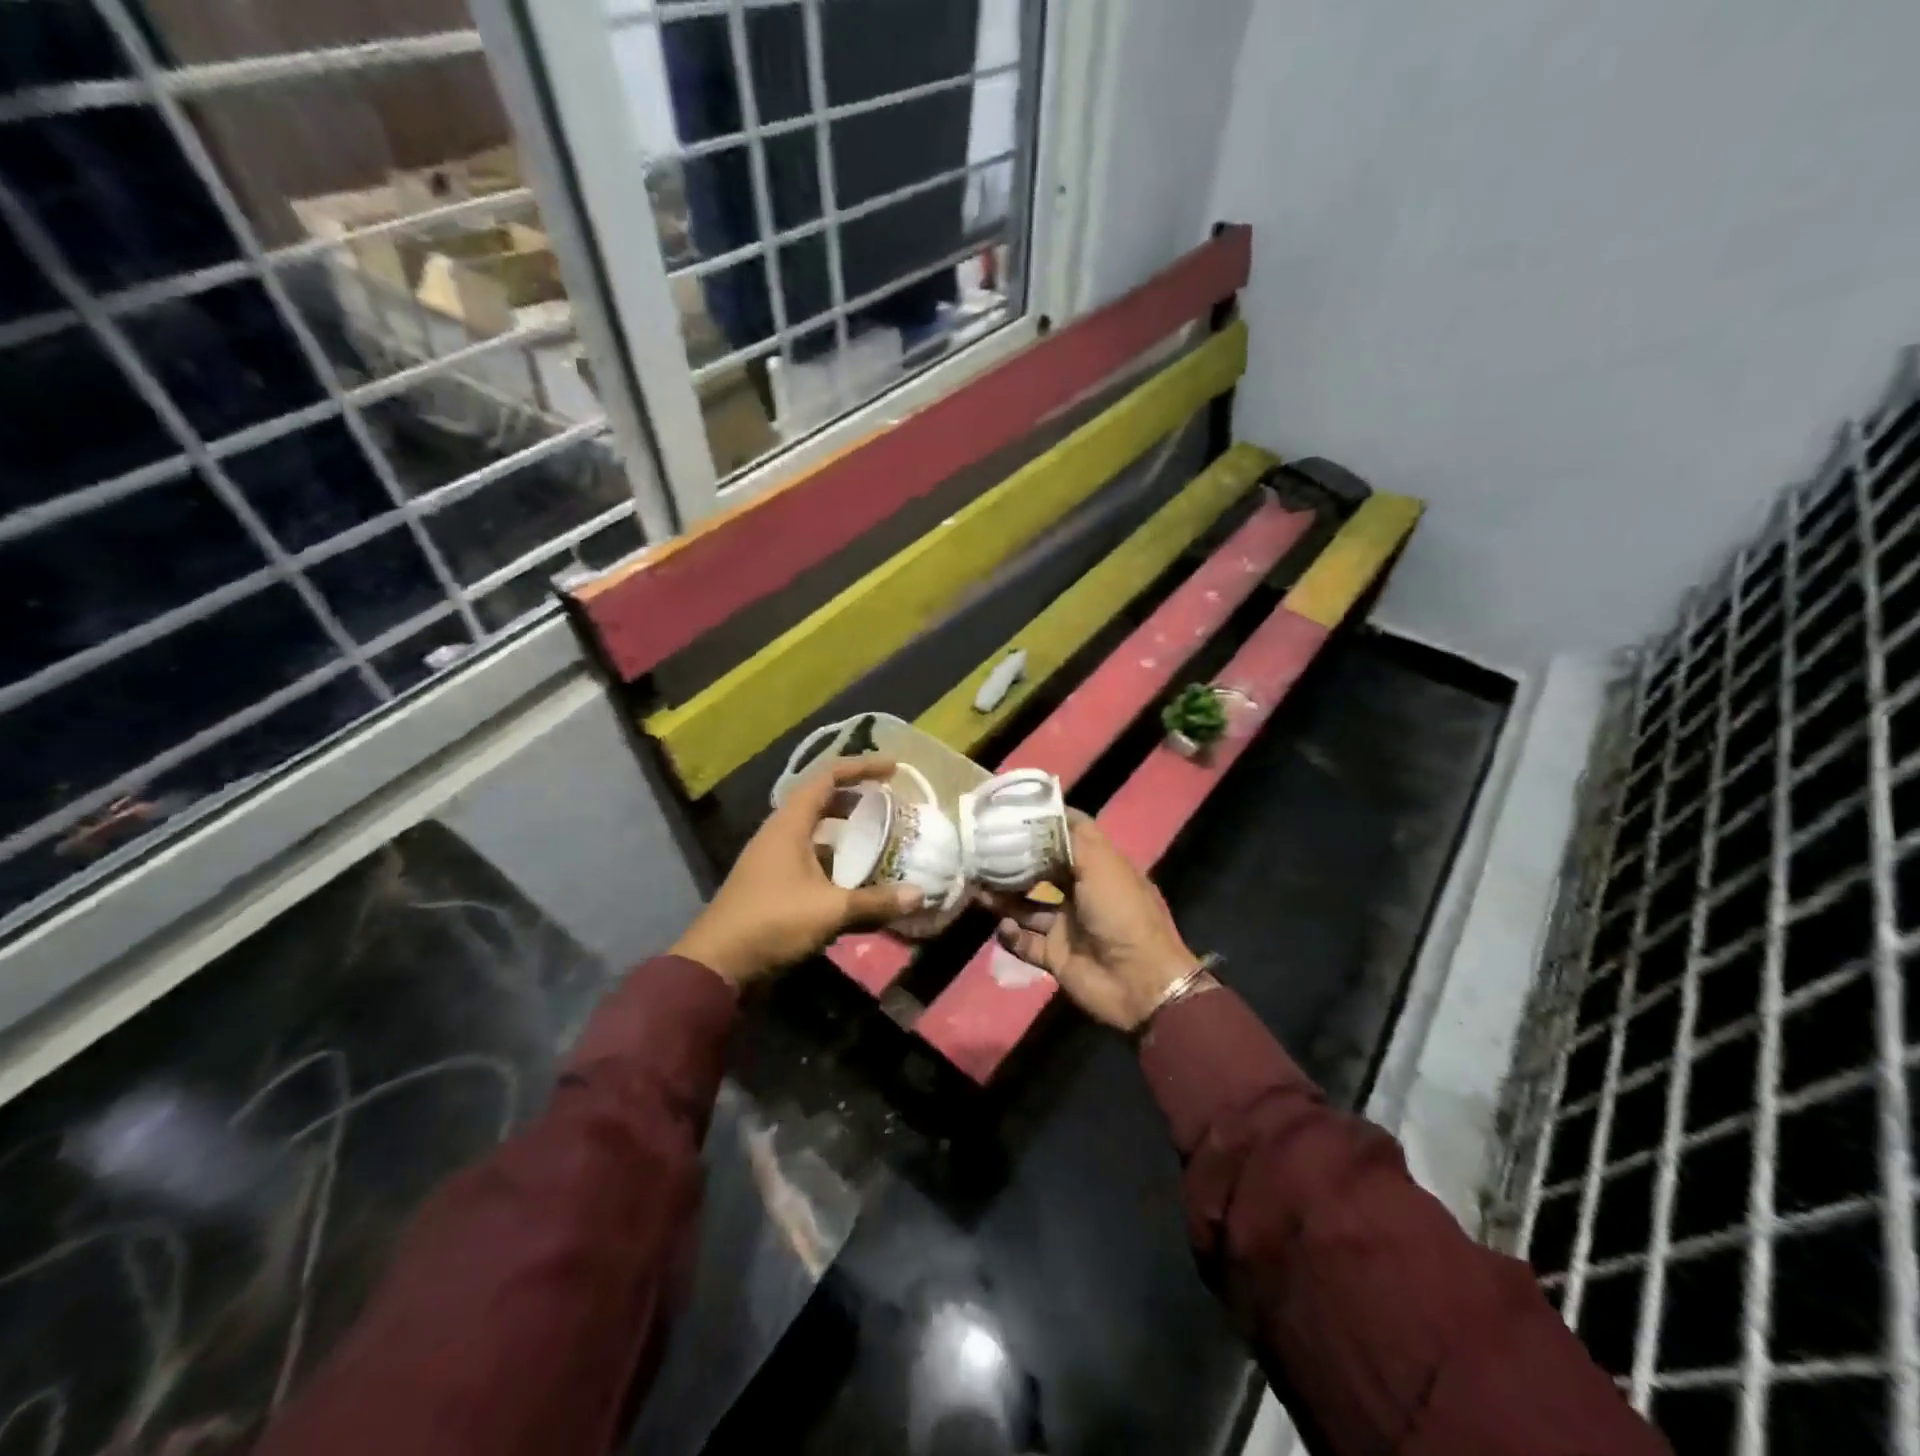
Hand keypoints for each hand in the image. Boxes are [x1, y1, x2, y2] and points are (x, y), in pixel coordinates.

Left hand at [671, 756, 923, 986]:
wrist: (718, 964)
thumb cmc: (772, 922)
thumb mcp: (830, 911)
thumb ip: (876, 901)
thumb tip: (920, 895)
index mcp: (789, 824)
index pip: (828, 777)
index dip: (861, 767)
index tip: (893, 770)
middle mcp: (780, 832)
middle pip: (822, 799)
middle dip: (857, 798)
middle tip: (890, 805)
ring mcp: (773, 857)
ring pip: (816, 830)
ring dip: (846, 829)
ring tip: (879, 837)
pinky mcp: (773, 881)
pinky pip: (810, 854)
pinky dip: (835, 856)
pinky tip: (856, 876)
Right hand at [981, 812, 1198, 1031]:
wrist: (1139, 982)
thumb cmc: (1122, 913)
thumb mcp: (1102, 865)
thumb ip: (1071, 839)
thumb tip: (1044, 816)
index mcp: (1099, 867)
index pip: (1069, 835)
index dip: (1044, 821)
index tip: (1012, 810)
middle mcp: (1081, 893)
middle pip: (1042, 870)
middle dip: (1014, 861)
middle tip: (981, 850)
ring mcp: (1067, 925)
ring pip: (1027, 905)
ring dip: (1003, 896)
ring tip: (977, 886)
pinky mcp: (1055, 956)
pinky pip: (1024, 942)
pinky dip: (1011, 935)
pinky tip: (1005, 926)